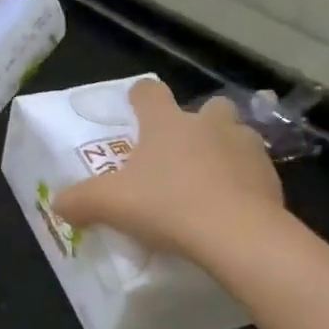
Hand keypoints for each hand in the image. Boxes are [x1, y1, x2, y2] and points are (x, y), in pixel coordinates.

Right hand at [53, 79, 284, 263]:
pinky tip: (230, 208)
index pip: (150, 93)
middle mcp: (208, 125)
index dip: (139, 96)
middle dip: (197, 122)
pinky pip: (253, 171)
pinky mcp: (270, 176)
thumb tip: (57, 204)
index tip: (134, 105)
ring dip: (223, 150)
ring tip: (208, 181)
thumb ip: (79, 201)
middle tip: (180, 151)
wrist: (238, 235)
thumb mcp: (110, 205)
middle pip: (207, 107)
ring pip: (235, 136)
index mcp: (167, 123)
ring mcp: (245, 147)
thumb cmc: (167, 206)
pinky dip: (243, 183)